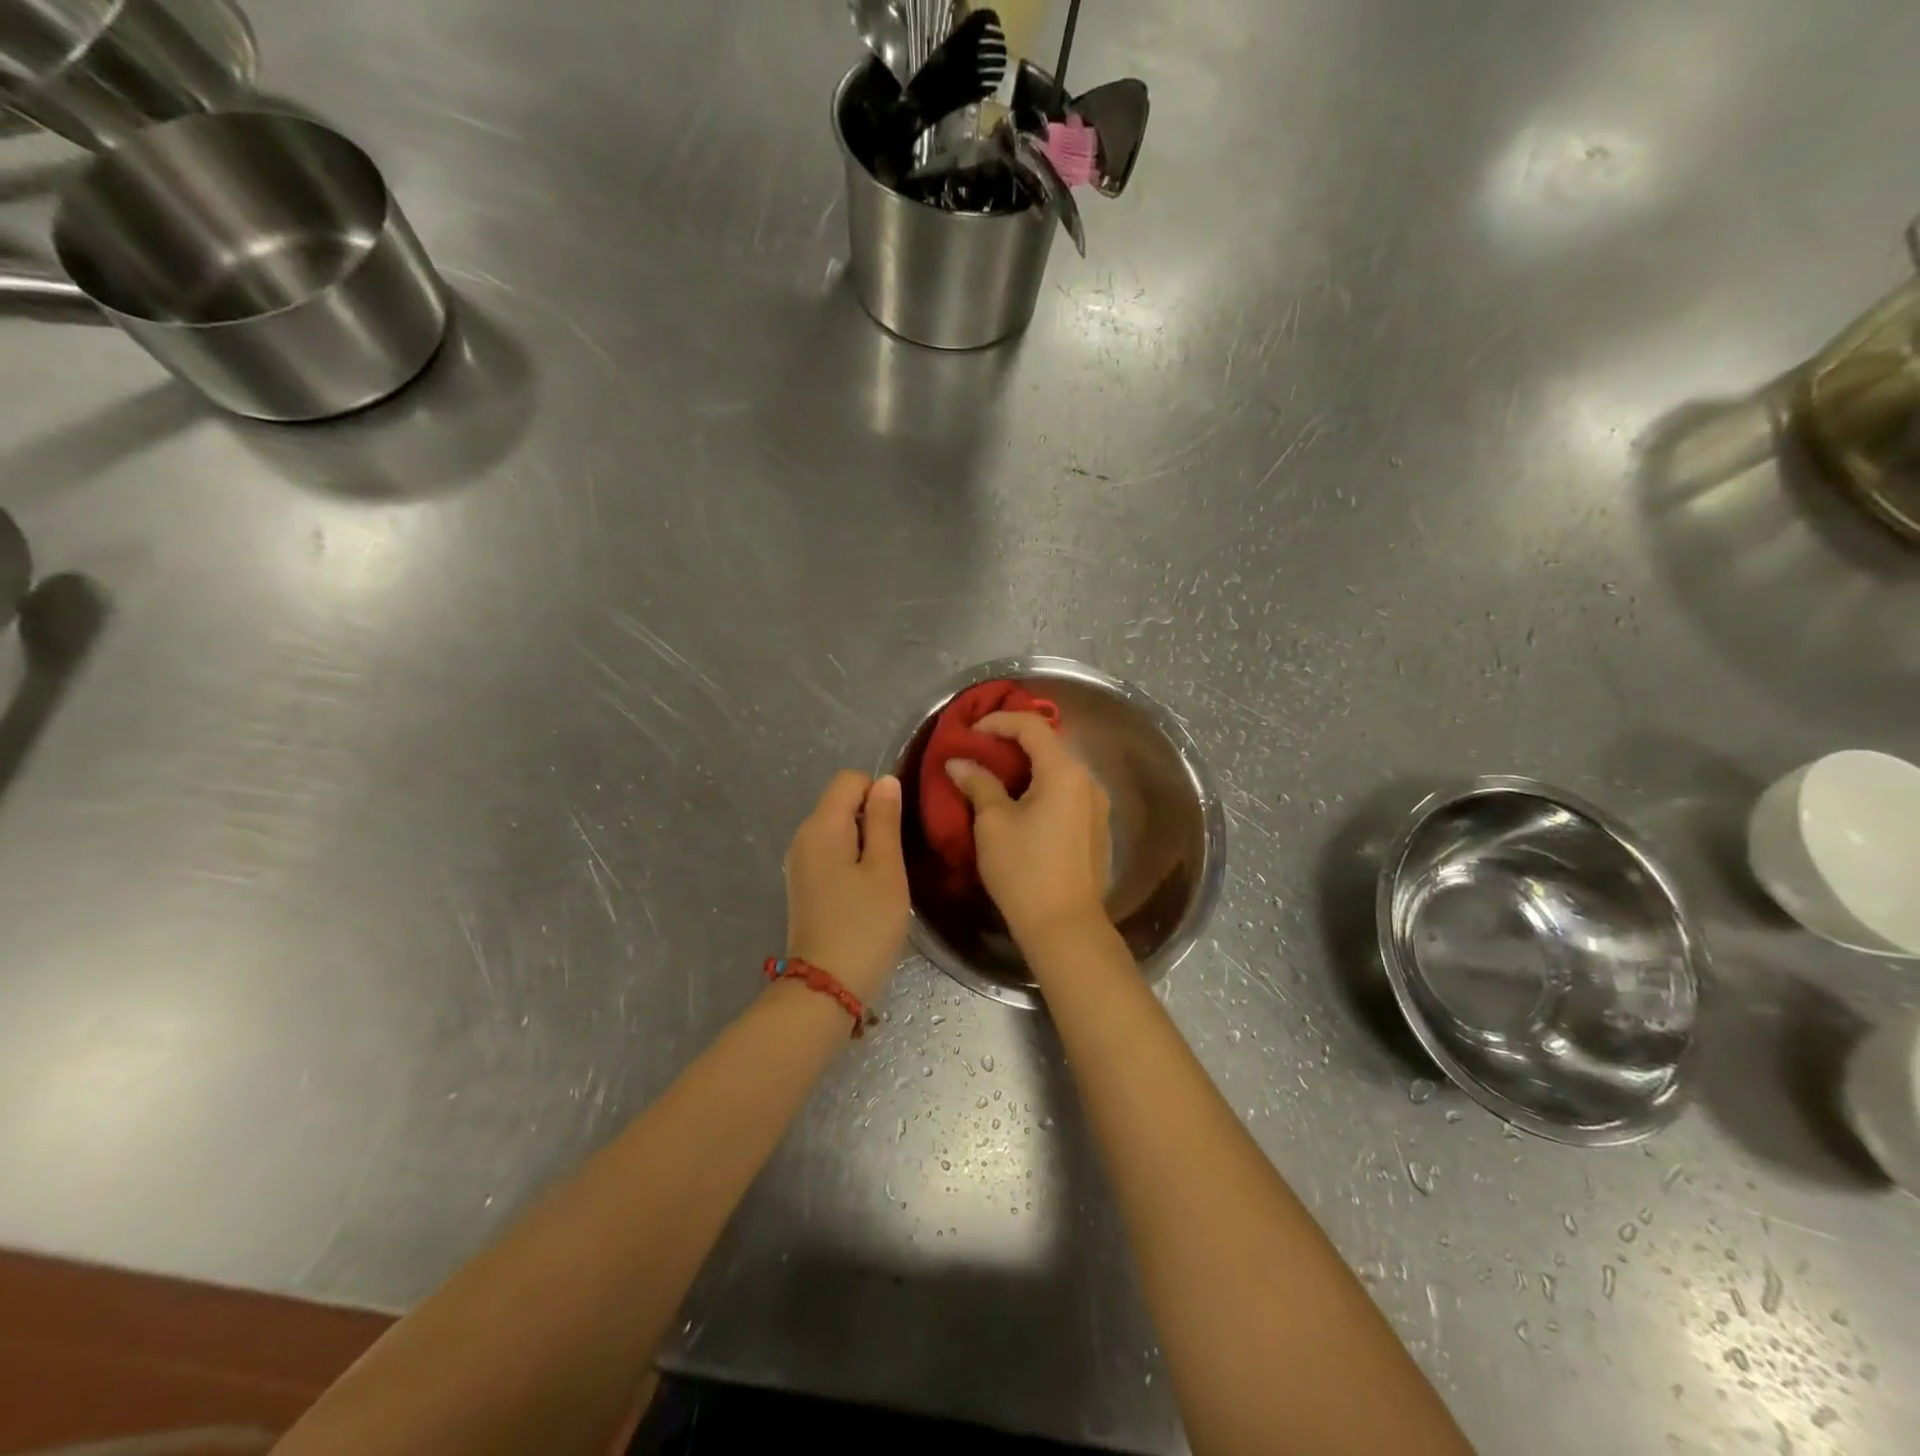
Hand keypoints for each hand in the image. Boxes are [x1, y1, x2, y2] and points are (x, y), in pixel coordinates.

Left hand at [784, 771, 910, 1003]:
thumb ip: (885, 820)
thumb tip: (885, 782)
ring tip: (885, 877)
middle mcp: (803, 836)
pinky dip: (852, 860)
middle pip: (841, 802)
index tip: (899, 828)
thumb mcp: (886, 869)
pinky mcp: (803, 885)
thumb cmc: (865, 925)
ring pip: (838, 829)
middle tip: (897, 857)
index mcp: (821, 825)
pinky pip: (831, 853)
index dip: (879, 792)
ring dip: (865, 842)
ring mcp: (799, 863)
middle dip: (873, 818)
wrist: (826, 987)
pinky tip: (867, 892)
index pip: (850, 779)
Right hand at [945, 712, 1110, 946]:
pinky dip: (1039, 786)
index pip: (1031, 726)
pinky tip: (1016, 802)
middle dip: (1010, 741)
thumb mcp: (993, 823)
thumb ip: (978, 784)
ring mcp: (1095, 805)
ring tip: (991, 775)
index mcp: (1064, 771)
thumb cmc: (1024, 869)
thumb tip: (958, 762)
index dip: (998, 721)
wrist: (1065, 926)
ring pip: (1057, 770)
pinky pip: (1064, 792)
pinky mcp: (1094, 827)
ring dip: (1024, 765)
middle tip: (977, 749)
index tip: (969, 732)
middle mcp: (1087, 781)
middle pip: (1048, 744)